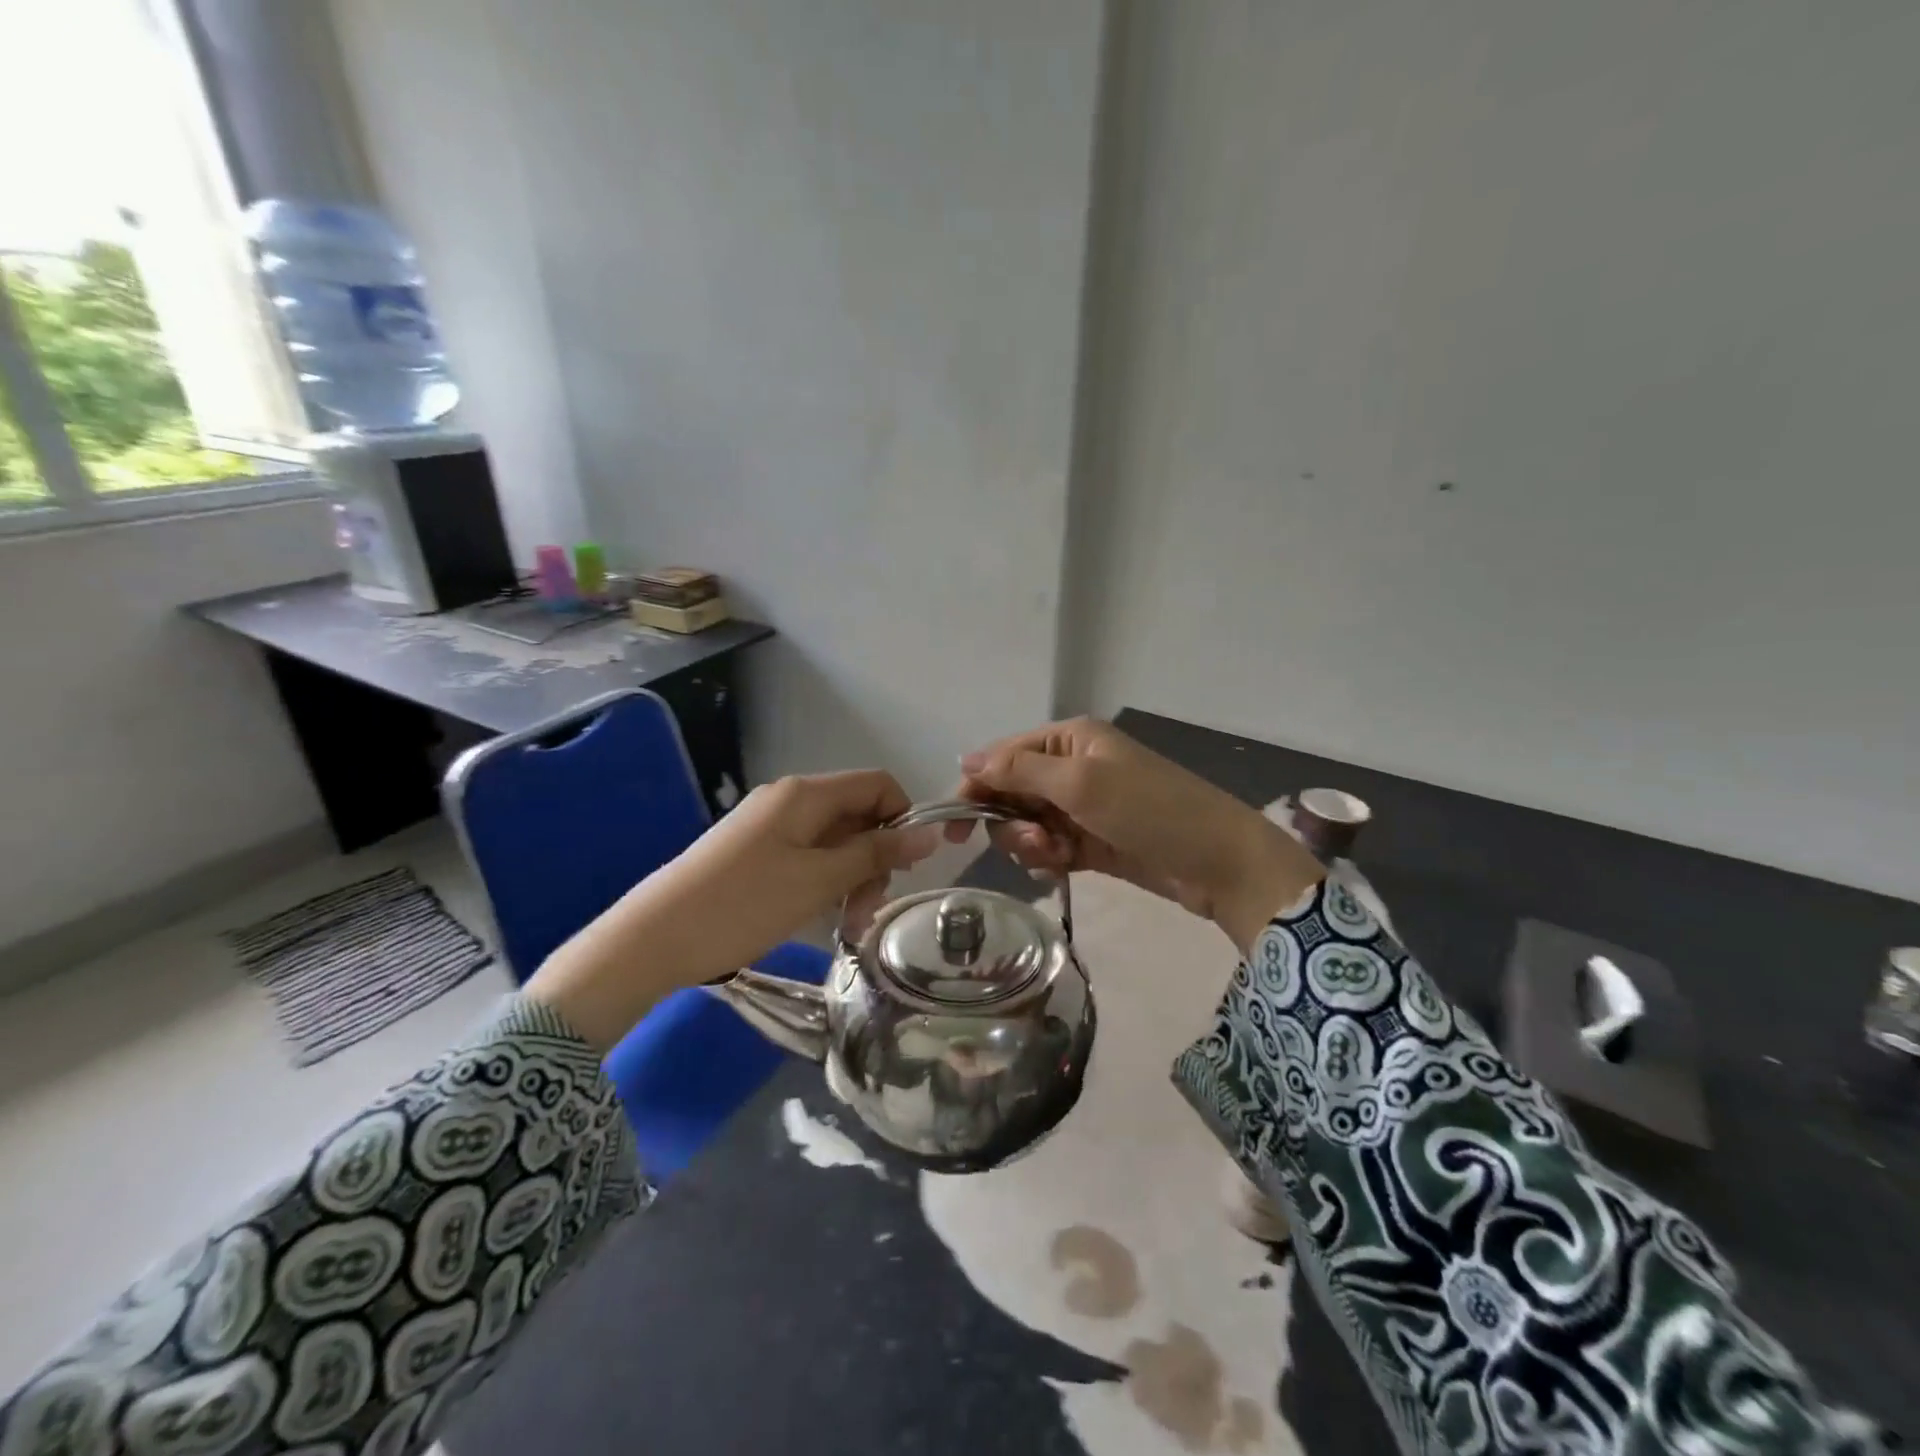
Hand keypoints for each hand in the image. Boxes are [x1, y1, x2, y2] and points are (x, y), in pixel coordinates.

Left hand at [527, 771, 937, 1050]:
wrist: (653, 939)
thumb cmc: (744, 905)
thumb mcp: (819, 880)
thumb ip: (875, 854)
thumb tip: (930, 833)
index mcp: (806, 794)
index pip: (878, 784)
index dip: (903, 818)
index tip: (906, 866)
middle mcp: (789, 800)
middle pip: (856, 814)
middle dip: (875, 858)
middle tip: (869, 909)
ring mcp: (768, 827)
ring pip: (833, 841)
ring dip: (852, 878)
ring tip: (848, 925)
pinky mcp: (754, 853)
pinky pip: (806, 858)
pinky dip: (824, 883)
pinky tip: (822, 918)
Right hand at [948, 719, 1321, 952]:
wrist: (1218, 862)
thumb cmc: (1149, 809)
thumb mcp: (1081, 783)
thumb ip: (1019, 769)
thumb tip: (966, 757)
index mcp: (1069, 740)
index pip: (1003, 756)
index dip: (975, 786)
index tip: (953, 826)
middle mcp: (1072, 767)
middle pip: (1011, 792)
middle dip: (1011, 821)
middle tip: (1034, 843)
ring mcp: (1082, 806)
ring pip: (1027, 824)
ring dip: (1030, 844)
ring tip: (1055, 857)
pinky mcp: (1091, 841)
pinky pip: (1048, 847)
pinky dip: (1047, 859)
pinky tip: (1062, 868)